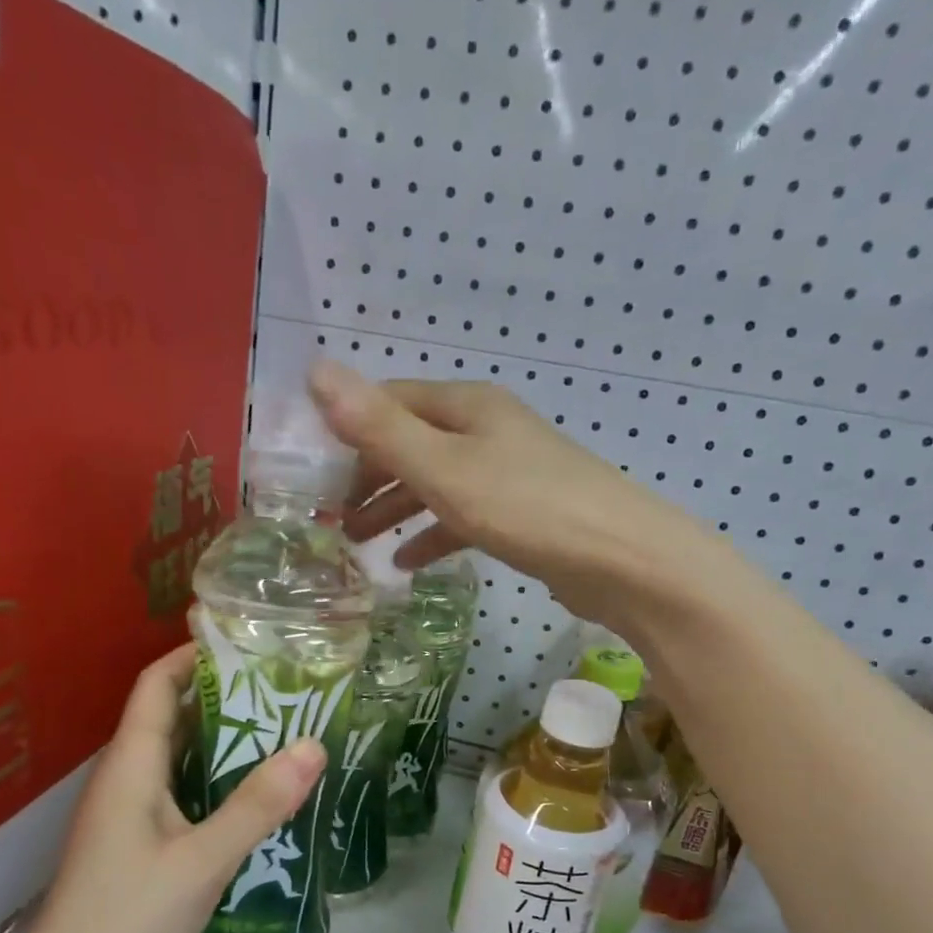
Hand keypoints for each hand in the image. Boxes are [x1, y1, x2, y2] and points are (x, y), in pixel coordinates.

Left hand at [27, 644, 325, 932]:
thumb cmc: (128, 919)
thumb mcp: (204, 860)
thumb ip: (259, 804)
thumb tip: (314, 745)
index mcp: (130, 765)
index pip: (155, 685)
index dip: (192, 655)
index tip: (245, 640)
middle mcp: (123, 779)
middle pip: (169, 716)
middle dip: (221, 695)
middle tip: (283, 688)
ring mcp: (125, 815)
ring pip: (175, 757)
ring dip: (220, 740)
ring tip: (280, 733)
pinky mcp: (134, 846)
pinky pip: (177, 792)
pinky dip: (213, 780)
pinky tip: (251, 797)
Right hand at [306, 359, 702, 625]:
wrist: (621, 560)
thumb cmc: (526, 507)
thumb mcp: (443, 467)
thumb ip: (379, 427)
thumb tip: (316, 370)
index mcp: (466, 406)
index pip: (389, 403)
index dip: (346, 432)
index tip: (311, 474)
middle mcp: (485, 430)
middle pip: (410, 443)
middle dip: (367, 477)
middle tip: (329, 517)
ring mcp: (507, 472)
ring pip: (434, 482)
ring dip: (393, 508)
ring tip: (356, 542)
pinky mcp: (521, 514)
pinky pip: (462, 516)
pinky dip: (432, 534)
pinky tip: (407, 563)